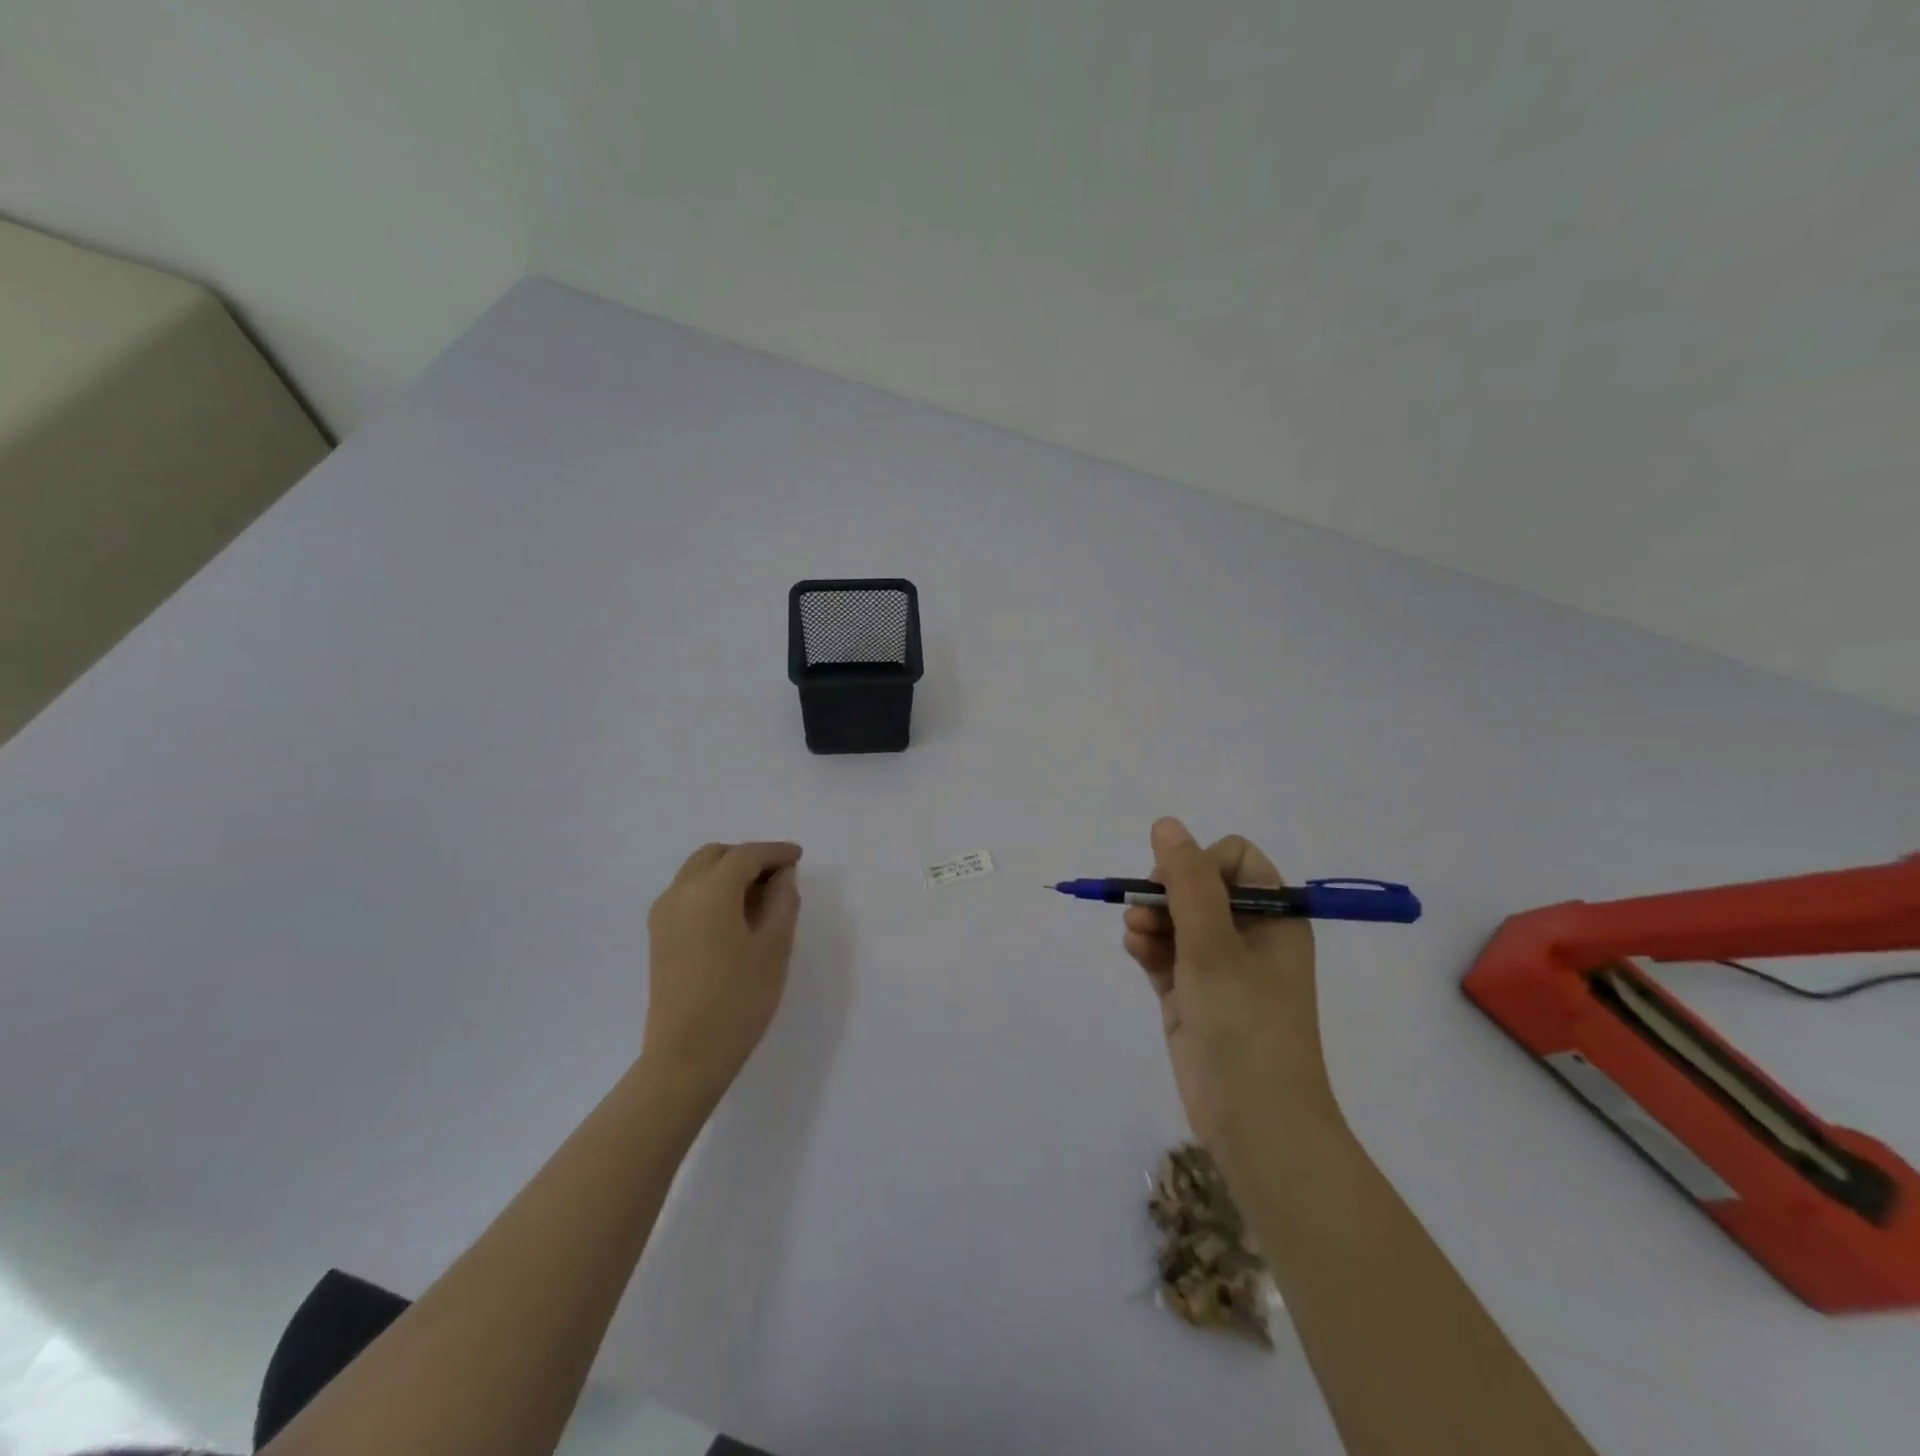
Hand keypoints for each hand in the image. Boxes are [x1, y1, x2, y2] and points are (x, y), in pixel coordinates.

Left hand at [642, 840, 802, 1104]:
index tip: (798, 857)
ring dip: (728, 872)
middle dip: (748, 857)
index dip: (775, 852)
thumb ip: (782, 901)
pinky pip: (687, 894)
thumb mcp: (774, 947)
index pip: (746, 855)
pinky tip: (735, 914)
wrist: (687, 1055)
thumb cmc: (739, 998)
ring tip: (760, 896)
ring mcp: (664, 914)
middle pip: (715, 855)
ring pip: (697, 872)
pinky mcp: (659, 936)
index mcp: (710, 890)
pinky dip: (712, 889)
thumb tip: (781, 876)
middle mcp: (680, 892)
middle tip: (779, 876)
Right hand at [1123, 818, 1339, 1157]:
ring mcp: (1218, 966)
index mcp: (1273, 917)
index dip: (1200, 863)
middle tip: (1147, 912)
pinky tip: (1136, 951)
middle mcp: (1248, 935)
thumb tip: (1166, 824)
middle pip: (1197, 885)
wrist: (1255, 1124)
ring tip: (1137, 936)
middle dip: (1165, 893)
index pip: (1233, 859)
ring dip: (1151, 918)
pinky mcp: (1192, 993)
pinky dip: (1148, 946)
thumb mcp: (1213, 946)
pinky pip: (1165, 951)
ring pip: (1175, 918)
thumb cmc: (1245, 1026)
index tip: (1177, 887)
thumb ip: (1188, 882)